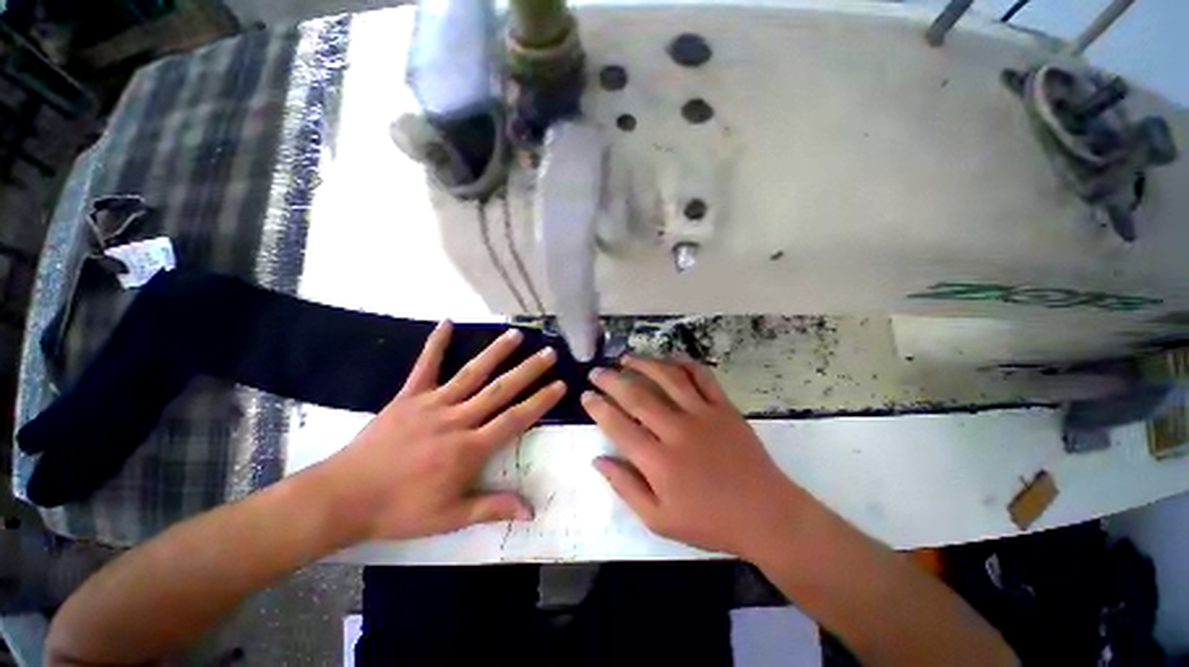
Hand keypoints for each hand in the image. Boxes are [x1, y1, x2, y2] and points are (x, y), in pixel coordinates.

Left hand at [320, 320, 564, 541]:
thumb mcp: (450, 517)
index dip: (540, 401)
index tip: (560, 385)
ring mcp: (432, 404)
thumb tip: (532, 511)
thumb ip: (493, 508)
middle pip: (500, 390)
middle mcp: (457, 419)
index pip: (515, 419)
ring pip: (472, 373)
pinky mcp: (409, 396)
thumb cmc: (400, 510)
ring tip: (515, 334)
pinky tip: (447, 322)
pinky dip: (436, 343)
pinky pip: (425, 365)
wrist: (344, 498)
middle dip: (529, 370)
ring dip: (496, 352)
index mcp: (469, 448)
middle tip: (549, 352)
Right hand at [582, 356, 806, 559]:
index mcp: (658, 461)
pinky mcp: (724, 407)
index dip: (598, 407)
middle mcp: (677, 430)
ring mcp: (703, 414)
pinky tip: (670, 359)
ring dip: (644, 364)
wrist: (765, 514)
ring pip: (667, 378)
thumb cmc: (709, 522)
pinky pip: (702, 377)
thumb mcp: (659, 520)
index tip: (585, 395)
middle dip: (612, 380)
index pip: (618, 425)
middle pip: (637, 396)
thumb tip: (598, 460)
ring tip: (626, 357)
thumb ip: (625, 487)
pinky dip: (684, 364)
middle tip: (597, 371)